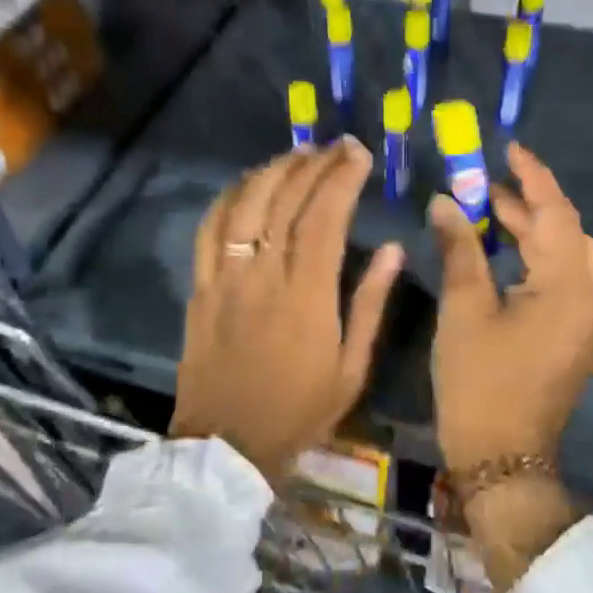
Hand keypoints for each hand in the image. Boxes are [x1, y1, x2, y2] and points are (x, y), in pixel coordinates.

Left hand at [170, 139, 402, 478]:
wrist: (227, 446)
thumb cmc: (298, 411)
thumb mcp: (352, 368)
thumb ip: (371, 304)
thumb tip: (392, 249)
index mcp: (307, 295)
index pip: (324, 217)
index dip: (341, 178)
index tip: (359, 154)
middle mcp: (263, 276)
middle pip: (284, 201)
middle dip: (313, 164)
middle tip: (334, 146)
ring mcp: (225, 279)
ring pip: (244, 206)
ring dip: (271, 171)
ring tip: (295, 154)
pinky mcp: (200, 289)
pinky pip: (209, 231)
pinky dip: (228, 198)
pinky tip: (246, 184)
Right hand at [428, 142, 592, 472]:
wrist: (504, 459)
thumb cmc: (479, 383)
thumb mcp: (464, 309)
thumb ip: (459, 248)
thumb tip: (446, 202)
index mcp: (567, 287)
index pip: (556, 213)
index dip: (533, 176)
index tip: (509, 147)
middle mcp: (590, 300)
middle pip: (565, 234)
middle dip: (527, 206)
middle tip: (483, 187)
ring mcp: (589, 324)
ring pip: (567, 260)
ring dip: (533, 234)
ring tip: (490, 217)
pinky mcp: (578, 342)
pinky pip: (565, 286)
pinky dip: (538, 263)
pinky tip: (507, 262)